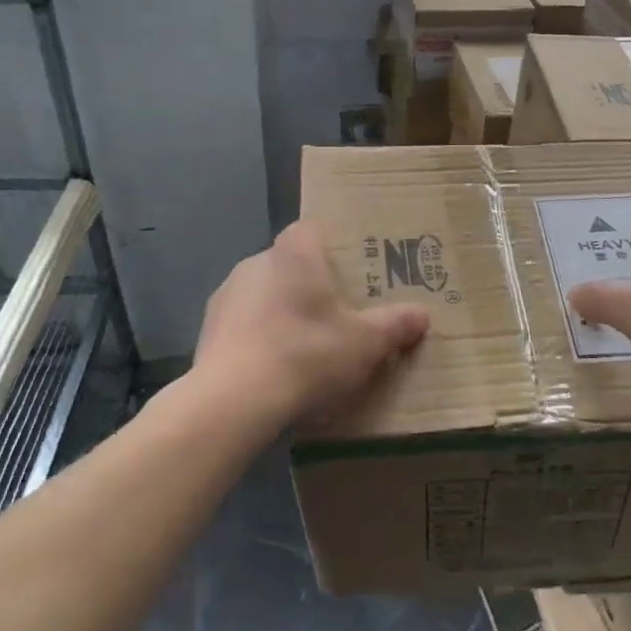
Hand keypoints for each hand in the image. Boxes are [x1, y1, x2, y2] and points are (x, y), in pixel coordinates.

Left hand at [193, 220, 429, 433]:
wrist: (233, 401)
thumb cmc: (305, 355)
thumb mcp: (364, 344)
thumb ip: (395, 325)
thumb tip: (422, 315)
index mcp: (294, 253)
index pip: (312, 229)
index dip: (332, 246)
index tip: (350, 271)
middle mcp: (256, 262)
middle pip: (290, 263)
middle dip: (311, 284)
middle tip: (337, 314)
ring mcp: (226, 294)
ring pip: (264, 293)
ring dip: (282, 311)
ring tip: (305, 347)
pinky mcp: (208, 328)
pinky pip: (243, 322)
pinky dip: (259, 336)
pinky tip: (274, 368)